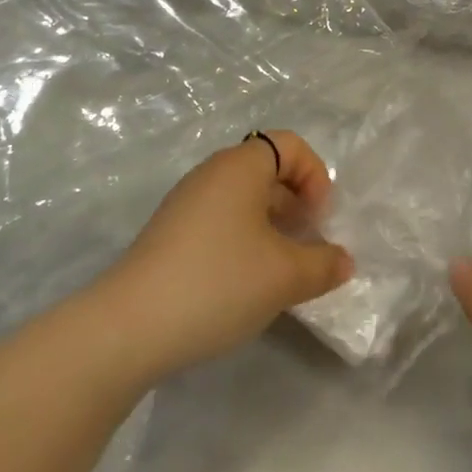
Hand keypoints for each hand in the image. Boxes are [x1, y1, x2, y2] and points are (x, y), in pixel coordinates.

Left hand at [102, 131, 353, 381]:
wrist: (129, 327)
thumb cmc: (218, 282)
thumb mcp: (285, 276)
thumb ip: (323, 264)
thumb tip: (343, 260)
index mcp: (240, 166)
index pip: (290, 144)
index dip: (315, 175)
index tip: (318, 219)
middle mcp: (211, 174)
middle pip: (267, 170)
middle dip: (296, 203)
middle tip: (307, 244)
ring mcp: (186, 204)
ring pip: (243, 200)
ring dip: (271, 226)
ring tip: (281, 270)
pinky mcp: (170, 235)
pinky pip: (220, 222)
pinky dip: (244, 241)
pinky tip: (246, 284)